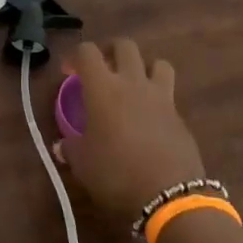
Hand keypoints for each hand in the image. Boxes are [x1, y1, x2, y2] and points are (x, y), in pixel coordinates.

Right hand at [55, 39, 206, 219]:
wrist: (170, 197)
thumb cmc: (117, 174)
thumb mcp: (83, 165)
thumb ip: (71, 149)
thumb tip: (62, 145)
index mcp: (103, 87)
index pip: (87, 51)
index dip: (75, 56)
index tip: (68, 72)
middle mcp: (133, 83)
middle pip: (125, 46)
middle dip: (110, 51)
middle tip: (102, 68)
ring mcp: (161, 97)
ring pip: (157, 63)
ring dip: (143, 67)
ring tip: (133, 84)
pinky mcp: (180, 117)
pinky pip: (169, 94)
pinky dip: (158, 97)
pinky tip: (150, 118)